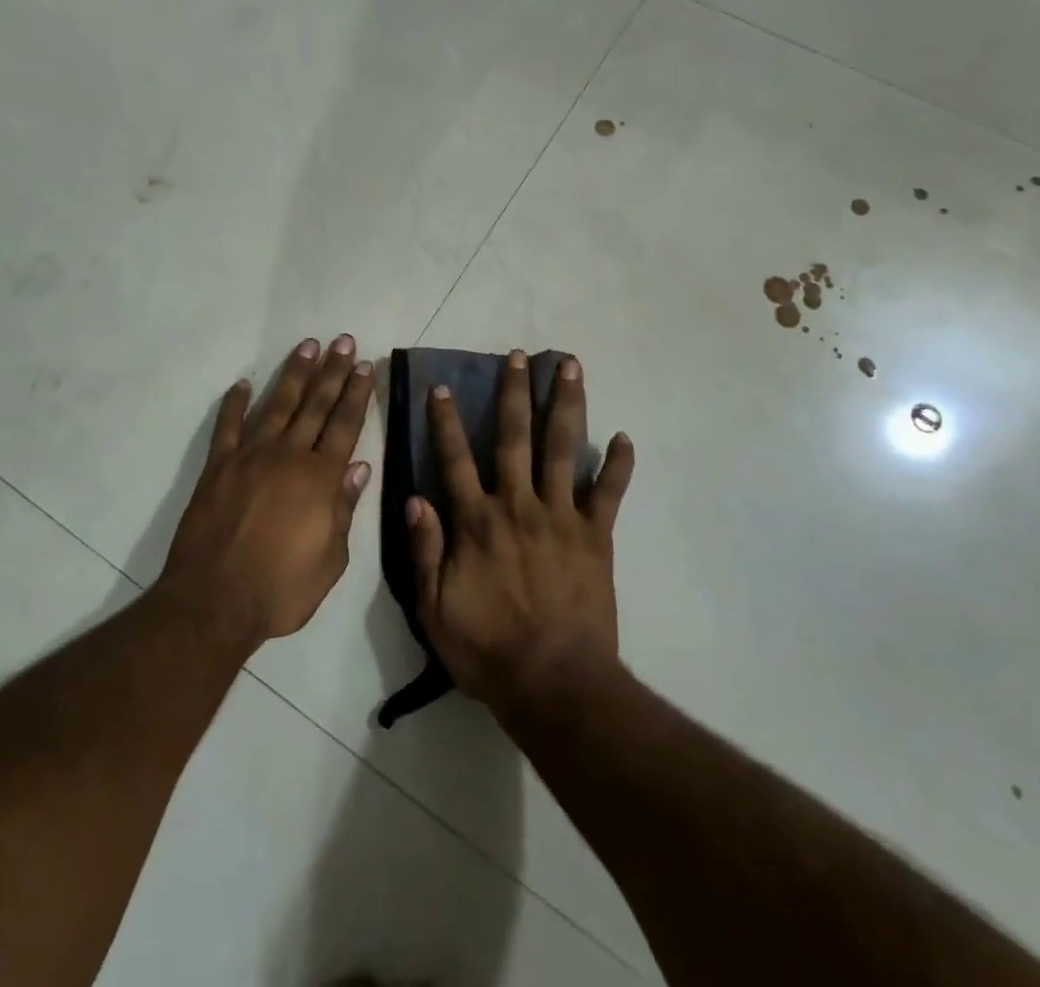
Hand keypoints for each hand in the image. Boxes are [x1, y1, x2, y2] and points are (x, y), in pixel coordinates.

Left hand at [160, 335, 375, 644]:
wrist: (215, 602)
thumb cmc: (281, 589)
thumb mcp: (331, 559)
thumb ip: (344, 508)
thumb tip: (360, 467)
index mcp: (321, 478)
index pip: (345, 425)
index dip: (357, 394)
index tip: (365, 366)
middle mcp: (288, 456)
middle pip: (315, 405)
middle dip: (333, 372)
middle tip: (343, 341)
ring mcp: (250, 457)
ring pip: (276, 405)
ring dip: (294, 374)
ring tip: (308, 346)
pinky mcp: (218, 467)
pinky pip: (227, 427)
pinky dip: (234, 403)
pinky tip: (242, 384)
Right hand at [407, 351, 634, 712]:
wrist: (555, 683)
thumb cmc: (487, 648)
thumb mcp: (434, 607)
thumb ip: (424, 550)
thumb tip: (415, 498)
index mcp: (476, 521)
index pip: (455, 459)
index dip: (446, 422)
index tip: (442, 387)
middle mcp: (518, 505)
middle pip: (513, 437)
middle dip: (513, 393)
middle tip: (517, 356)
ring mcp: (561, 516)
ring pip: (563, 449)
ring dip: (565, 405)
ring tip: (570, 367)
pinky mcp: (597, 536)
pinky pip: (610, 493)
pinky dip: (619, 465)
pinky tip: (624, 436)